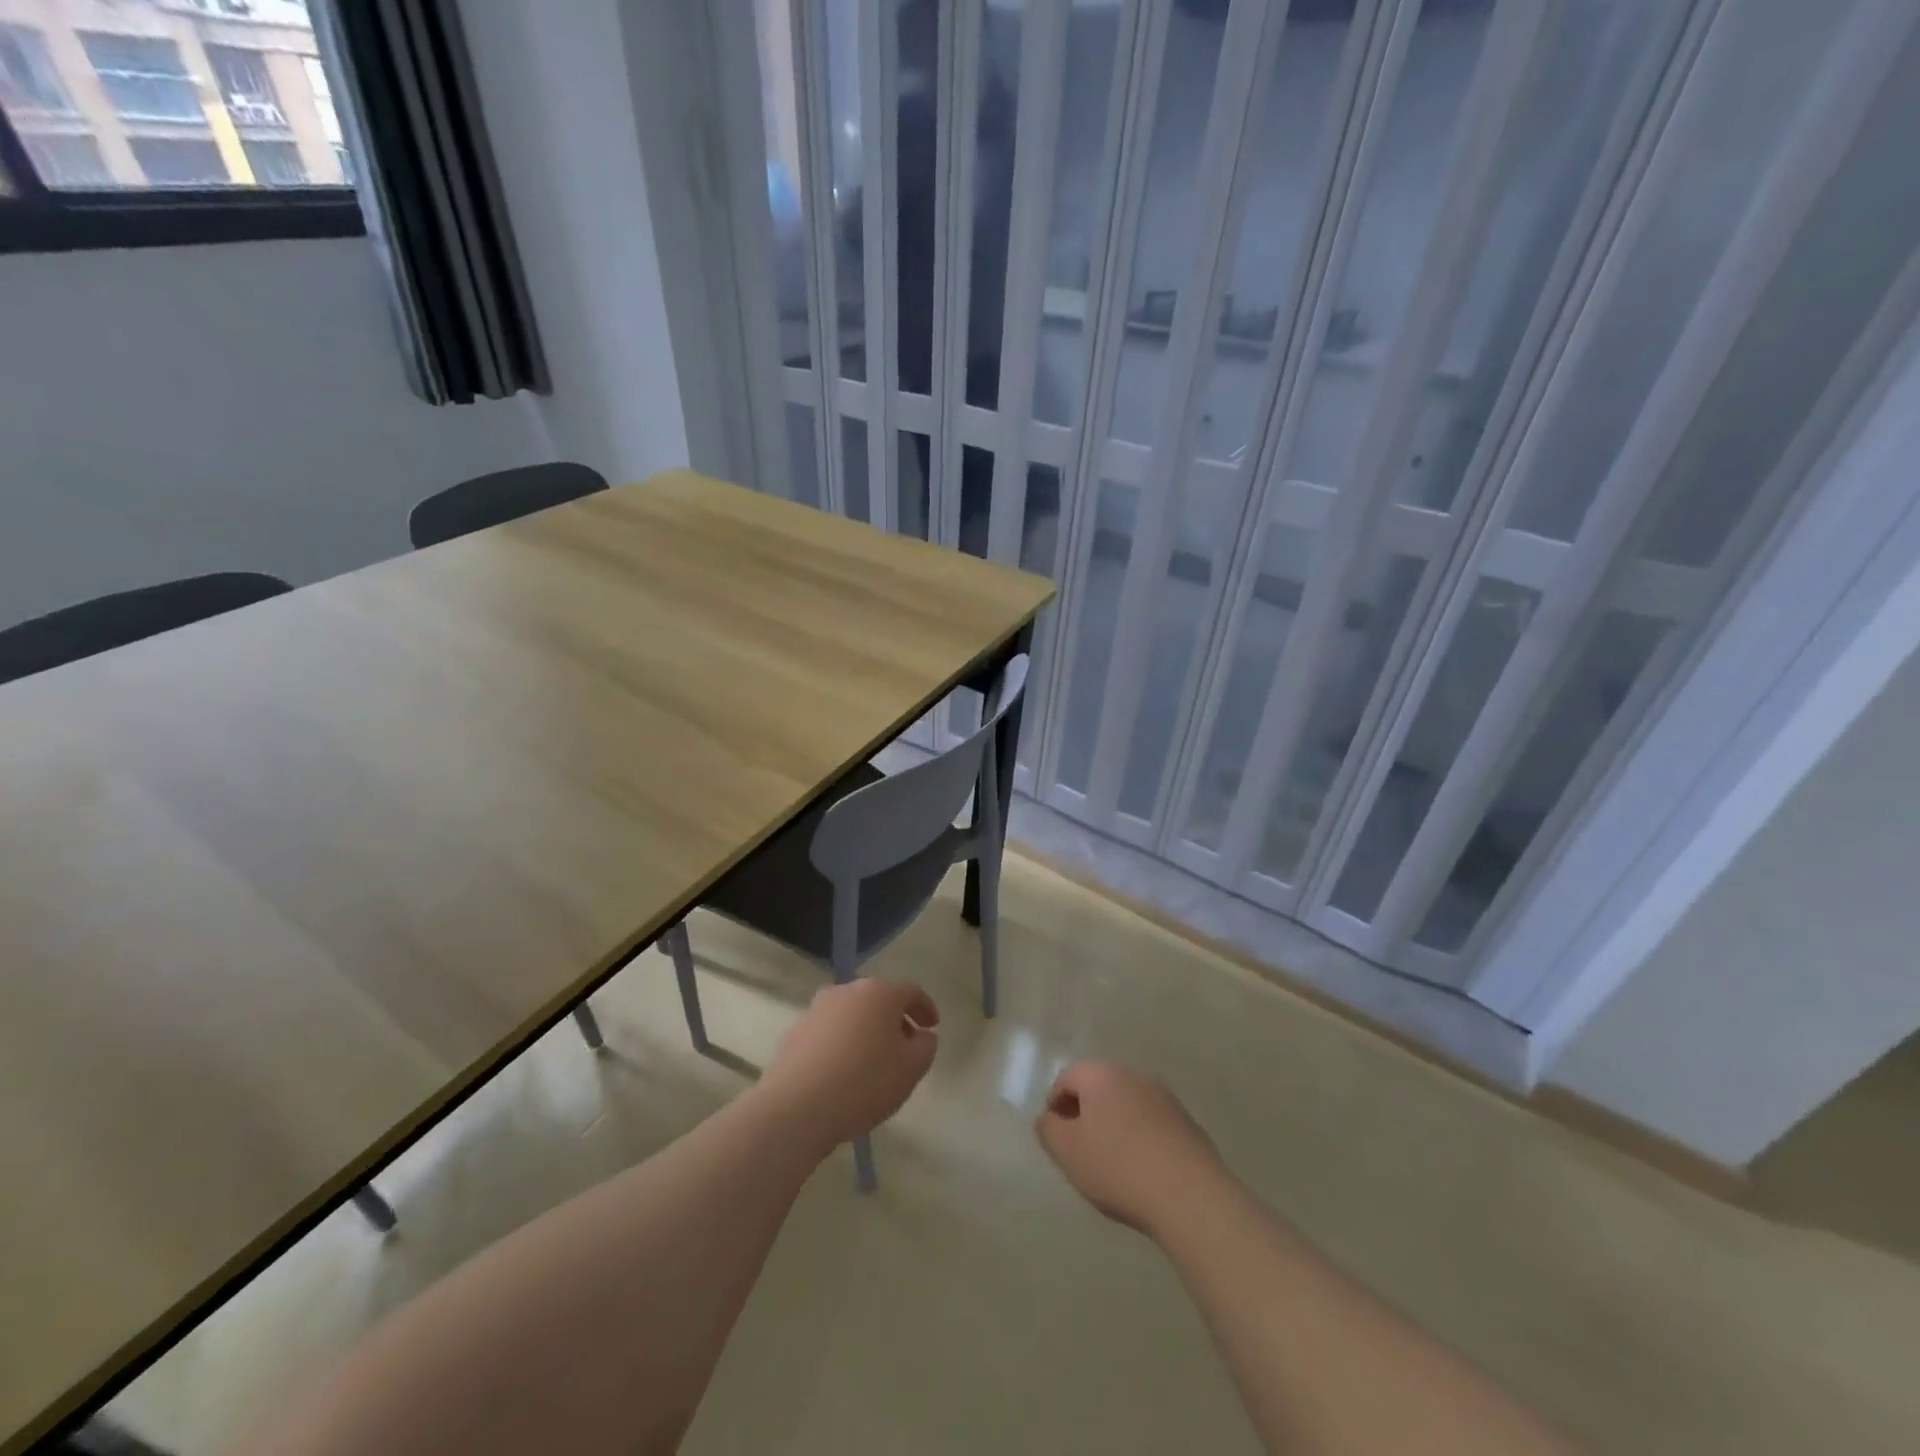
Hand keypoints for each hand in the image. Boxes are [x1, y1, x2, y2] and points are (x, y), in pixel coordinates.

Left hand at [761, 979, 939, 1149]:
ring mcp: (817, 1009)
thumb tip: (921, 1035)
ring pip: (852, 1015)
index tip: (933, 1027)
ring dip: (866, 1031)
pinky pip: (829, 1033)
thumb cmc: (865, 1082)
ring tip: (873, 1063)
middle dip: (895, 1020)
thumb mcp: (911, 1069)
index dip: (926, 1008)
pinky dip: (842, 1045)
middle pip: (879, 1000)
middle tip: (905, 1047)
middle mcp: (847, 991)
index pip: (910, 991)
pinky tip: (844, 1073)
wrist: (797, 1107)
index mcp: (879, 992)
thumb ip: (925, 1046)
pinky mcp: (795, 1032)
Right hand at [1035, 1061, 1223, 1236]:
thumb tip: (1049, 1118)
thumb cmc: (1117, 1167)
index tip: (1055, 1135)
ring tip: (1111, 1162)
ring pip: (1127, 1104)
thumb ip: (1048, 1129)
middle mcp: (1133, 1076)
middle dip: (1085, 1112)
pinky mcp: (1187, 1123)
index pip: (1067, 1077)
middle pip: (1099, 1087)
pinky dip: (1140, 1138)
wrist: (1189, 1195)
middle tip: (1079, 1147)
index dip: (1055, 1103)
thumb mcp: (1067, 1152)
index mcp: (1101, 1075)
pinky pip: (1152, 1123)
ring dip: (1114, 1124)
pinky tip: (1142, 1170)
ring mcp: (1164, 1097)